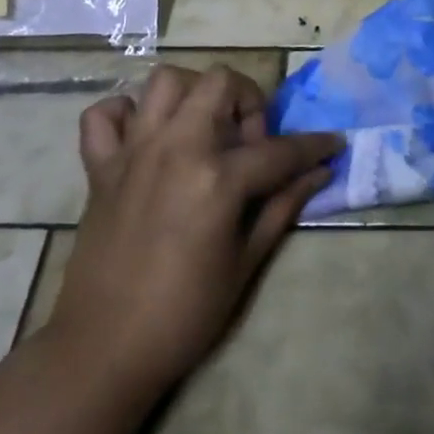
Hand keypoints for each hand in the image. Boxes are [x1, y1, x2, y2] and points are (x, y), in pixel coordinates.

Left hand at [41, 64, 341, 399]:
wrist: (103, 351)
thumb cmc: (184, 315)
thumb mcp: (246, 263)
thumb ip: (282, 206)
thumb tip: (320, 172)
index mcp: (216, 178)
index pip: (279, 150)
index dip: (314, 147)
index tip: (333, 144)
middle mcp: (175, 148)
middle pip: (220, 82)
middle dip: (248, 100)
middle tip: (250, 141)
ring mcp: (132, 152)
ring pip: (165, 81)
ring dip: (192, 93)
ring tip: (204, 128)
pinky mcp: (99, 167)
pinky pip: (104, 114)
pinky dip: (125, 113)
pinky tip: (144, 136)